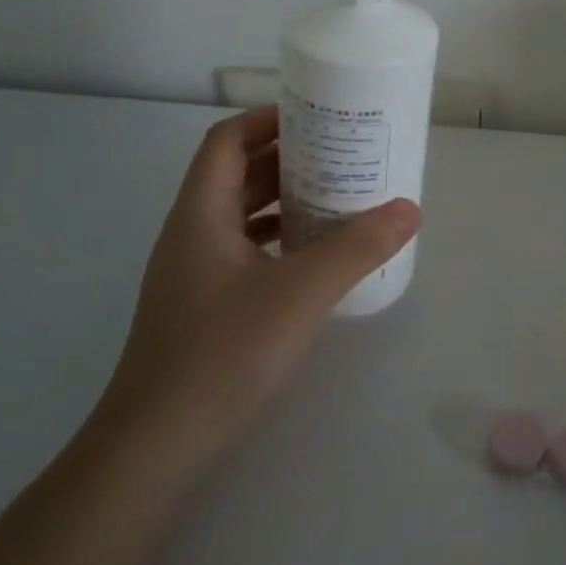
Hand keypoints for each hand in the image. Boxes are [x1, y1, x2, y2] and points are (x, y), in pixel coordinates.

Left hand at [91, 107, 419, 467]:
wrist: (155, 448)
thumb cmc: (223, 354)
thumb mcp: (300, 293)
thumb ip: (357, 247)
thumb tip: (410, 209)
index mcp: (201, 215)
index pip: (226, 142)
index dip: (267, 119)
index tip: (317, 115)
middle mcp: (192, 235)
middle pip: (237, 175)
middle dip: (288, 157)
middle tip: (343, 152)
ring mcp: (195, 275)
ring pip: (241, 215)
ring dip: (285, 198)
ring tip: (339, 196)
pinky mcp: (205, 308)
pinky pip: (246, 251)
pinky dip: (280, 239)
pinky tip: (316, 257)